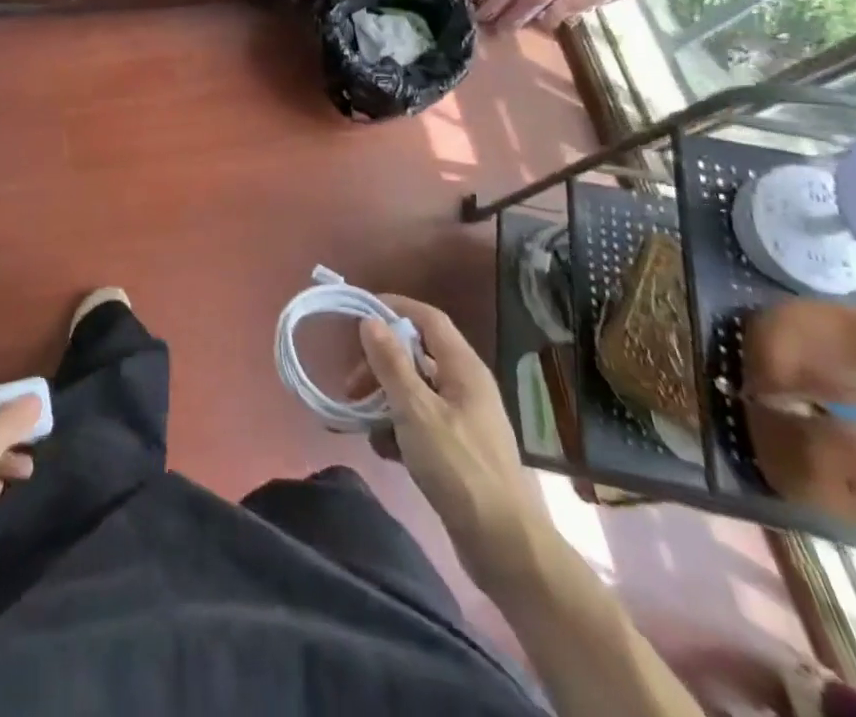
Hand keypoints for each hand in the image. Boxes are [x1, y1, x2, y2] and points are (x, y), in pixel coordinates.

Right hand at [352, 296, 550, 587]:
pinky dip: (398, 431)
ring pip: (414, 392)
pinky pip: (420, 424)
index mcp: (463, 368)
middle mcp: (465, 386)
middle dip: (380, 365)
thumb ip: (391, 363)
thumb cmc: (459, 468)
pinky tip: (384, 451)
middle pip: (416, 355)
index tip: (357, 313)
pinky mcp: (458, 451)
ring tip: (359, 422)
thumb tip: (371, 321)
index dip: (395, 308)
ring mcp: (463, 419)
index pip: (428, 318)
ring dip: (384, 400)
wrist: (505, 547)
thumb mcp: (416, 411)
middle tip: (351, 385)